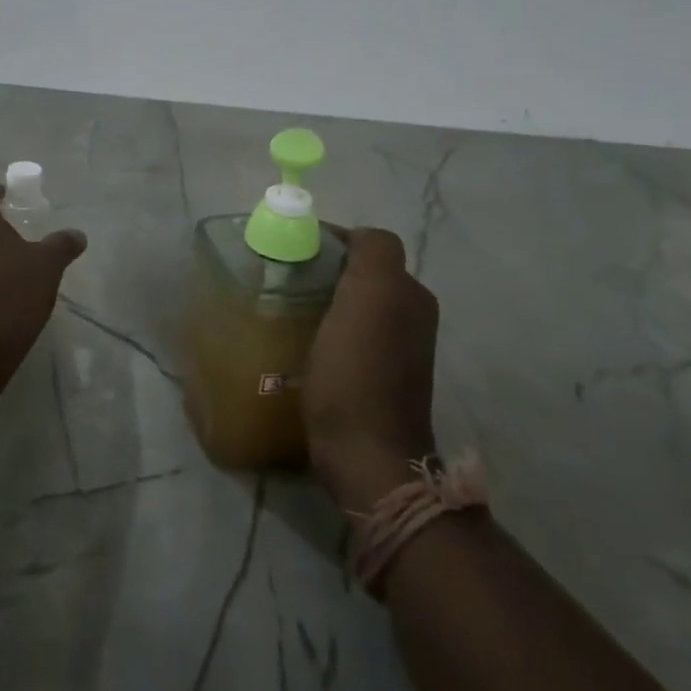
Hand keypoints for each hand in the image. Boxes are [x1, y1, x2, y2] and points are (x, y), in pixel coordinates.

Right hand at [302, 227, 439, 510]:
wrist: (365, 454)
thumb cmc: (358, 372)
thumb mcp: (370, 296)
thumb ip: (372, 252)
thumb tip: (354, 235)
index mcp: (408, 293)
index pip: (367, 245)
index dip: (329, 240)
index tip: (290, 248)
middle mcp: (409, 316)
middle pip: (360, 274)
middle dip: (322, 269)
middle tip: (281, 276)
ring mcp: (394, 351)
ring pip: (351, 305)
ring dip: (321, 299)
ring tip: (283, 305)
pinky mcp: (374, 378)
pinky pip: (346, 336)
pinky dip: (324, 329)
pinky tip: (298, 340)